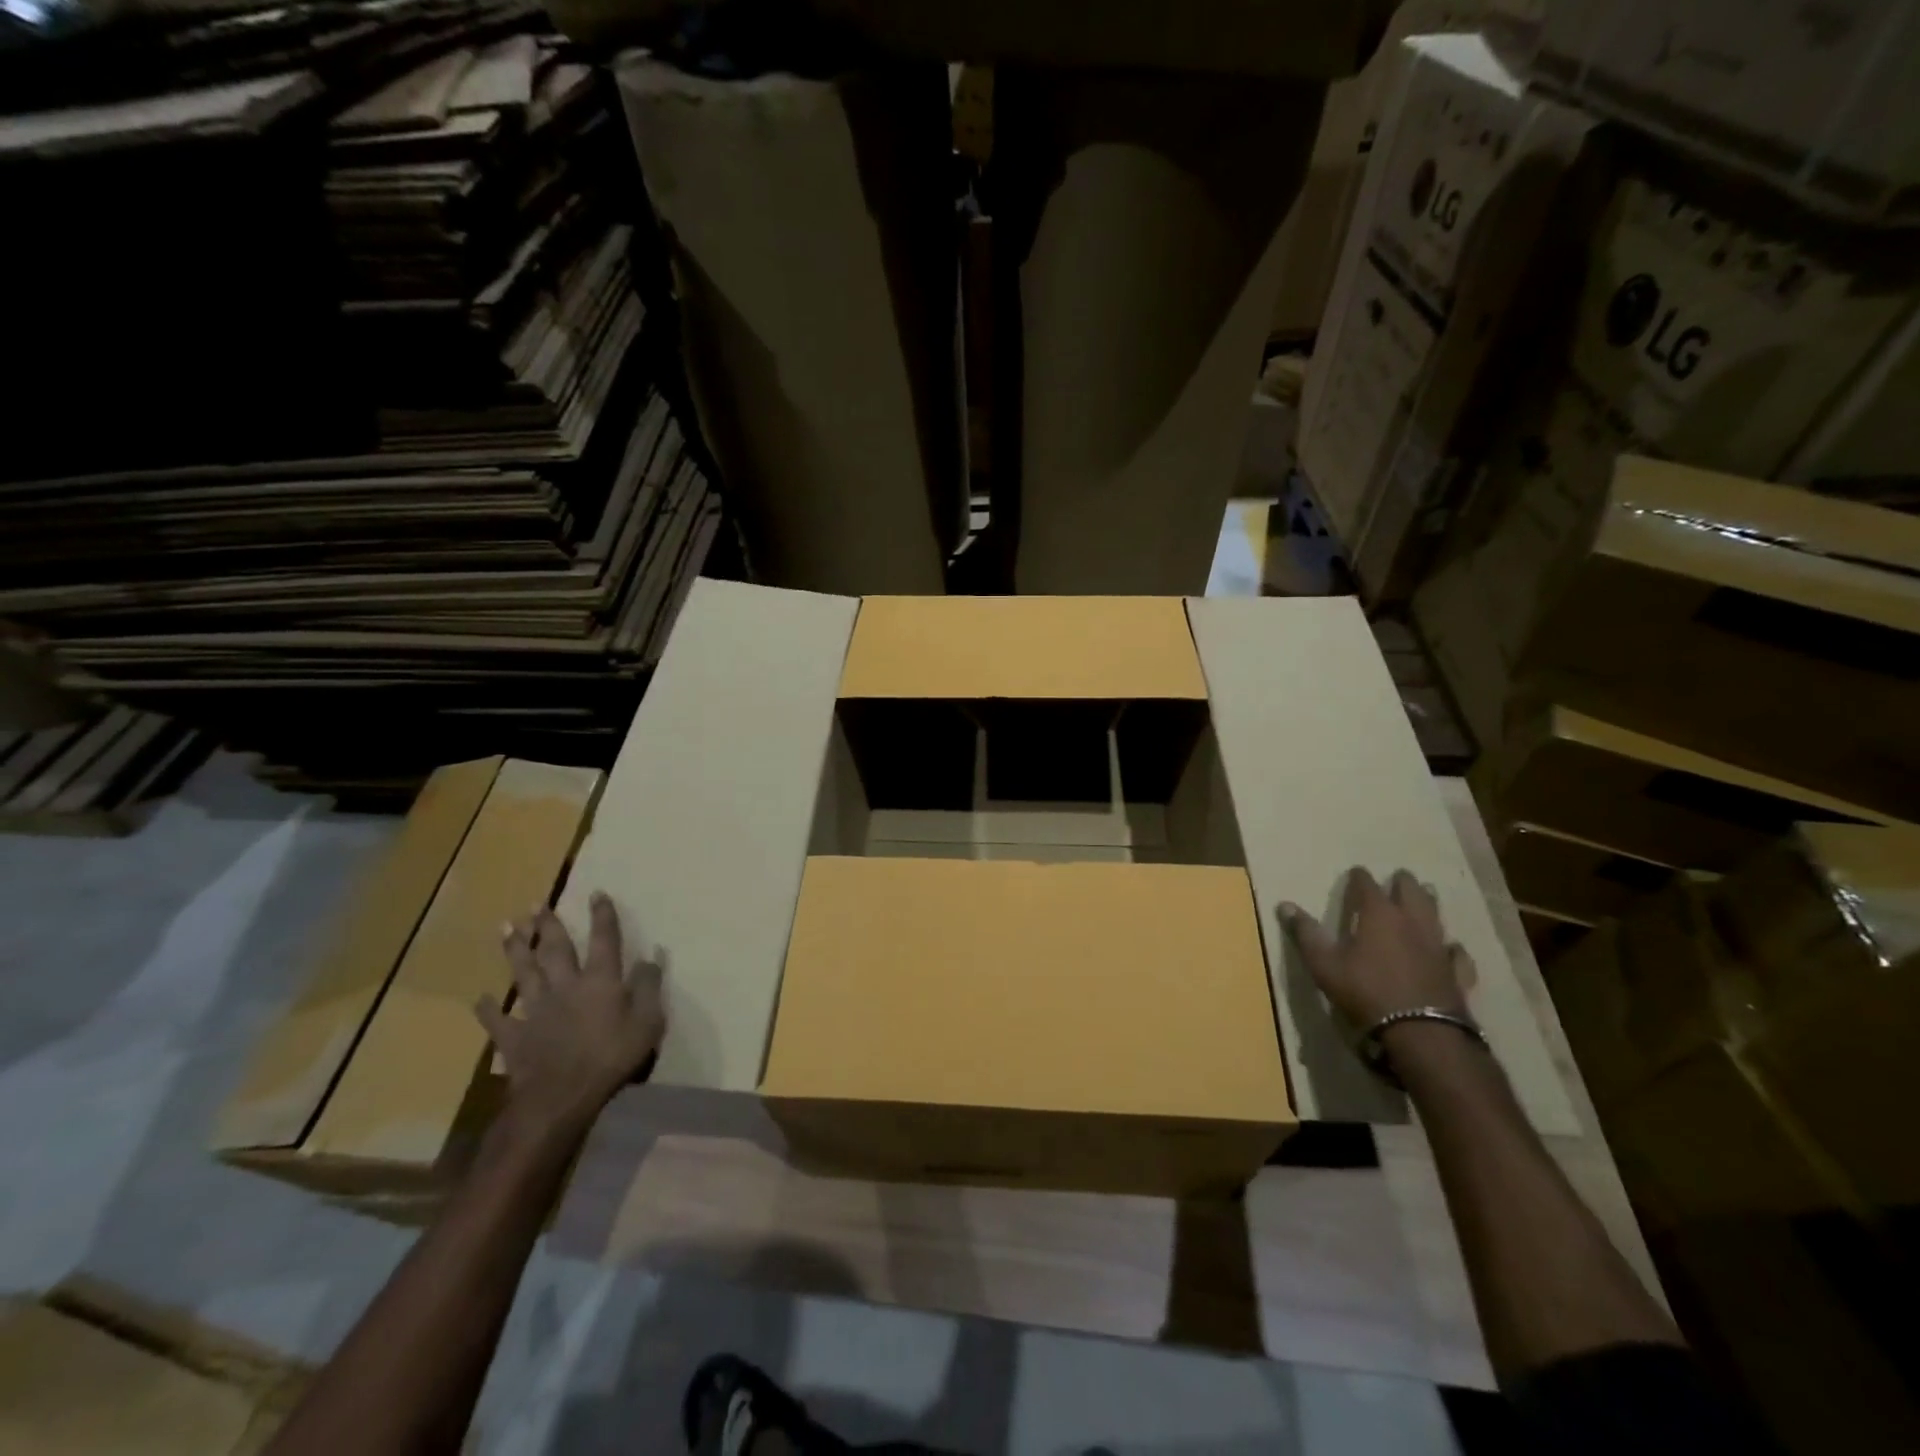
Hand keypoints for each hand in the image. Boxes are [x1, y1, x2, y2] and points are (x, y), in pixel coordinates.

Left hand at [477, 892, 665, 1141]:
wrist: (560, 1096)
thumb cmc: (612, 1057)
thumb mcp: (648, 1022)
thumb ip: (648, 987)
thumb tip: (650, 957)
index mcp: (600, 981)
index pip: (604, 940)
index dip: (602, 916)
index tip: (596, 893)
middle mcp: (566, 986)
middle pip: (556, 949)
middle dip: (548, 924)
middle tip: (536, 903)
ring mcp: (536, 1010)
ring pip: (524, 973)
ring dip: (515, 950)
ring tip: (506, 927)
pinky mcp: (514, 1037)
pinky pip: (498, 1020)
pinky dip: (488, 1009)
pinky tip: (480, 998)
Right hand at [1280, 868, 1474, 1030]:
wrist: (1421, 1032)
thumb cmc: (1365, 991)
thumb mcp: (1324, 964)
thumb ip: (1306, 933)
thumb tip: (1285, 905)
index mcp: (1379, 915)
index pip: (1367, 885)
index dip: (1360, 877)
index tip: (1356, 872)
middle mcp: (1412, 922)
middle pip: (1411, 892)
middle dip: (1403, 882)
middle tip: (1398, 877)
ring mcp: (1437, 946)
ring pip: (1436, 915)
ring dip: (1429, 902)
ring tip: (1427, 894)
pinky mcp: (1455, 972)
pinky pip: (1456, 953)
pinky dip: (1452, 947)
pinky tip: (1451, 947)